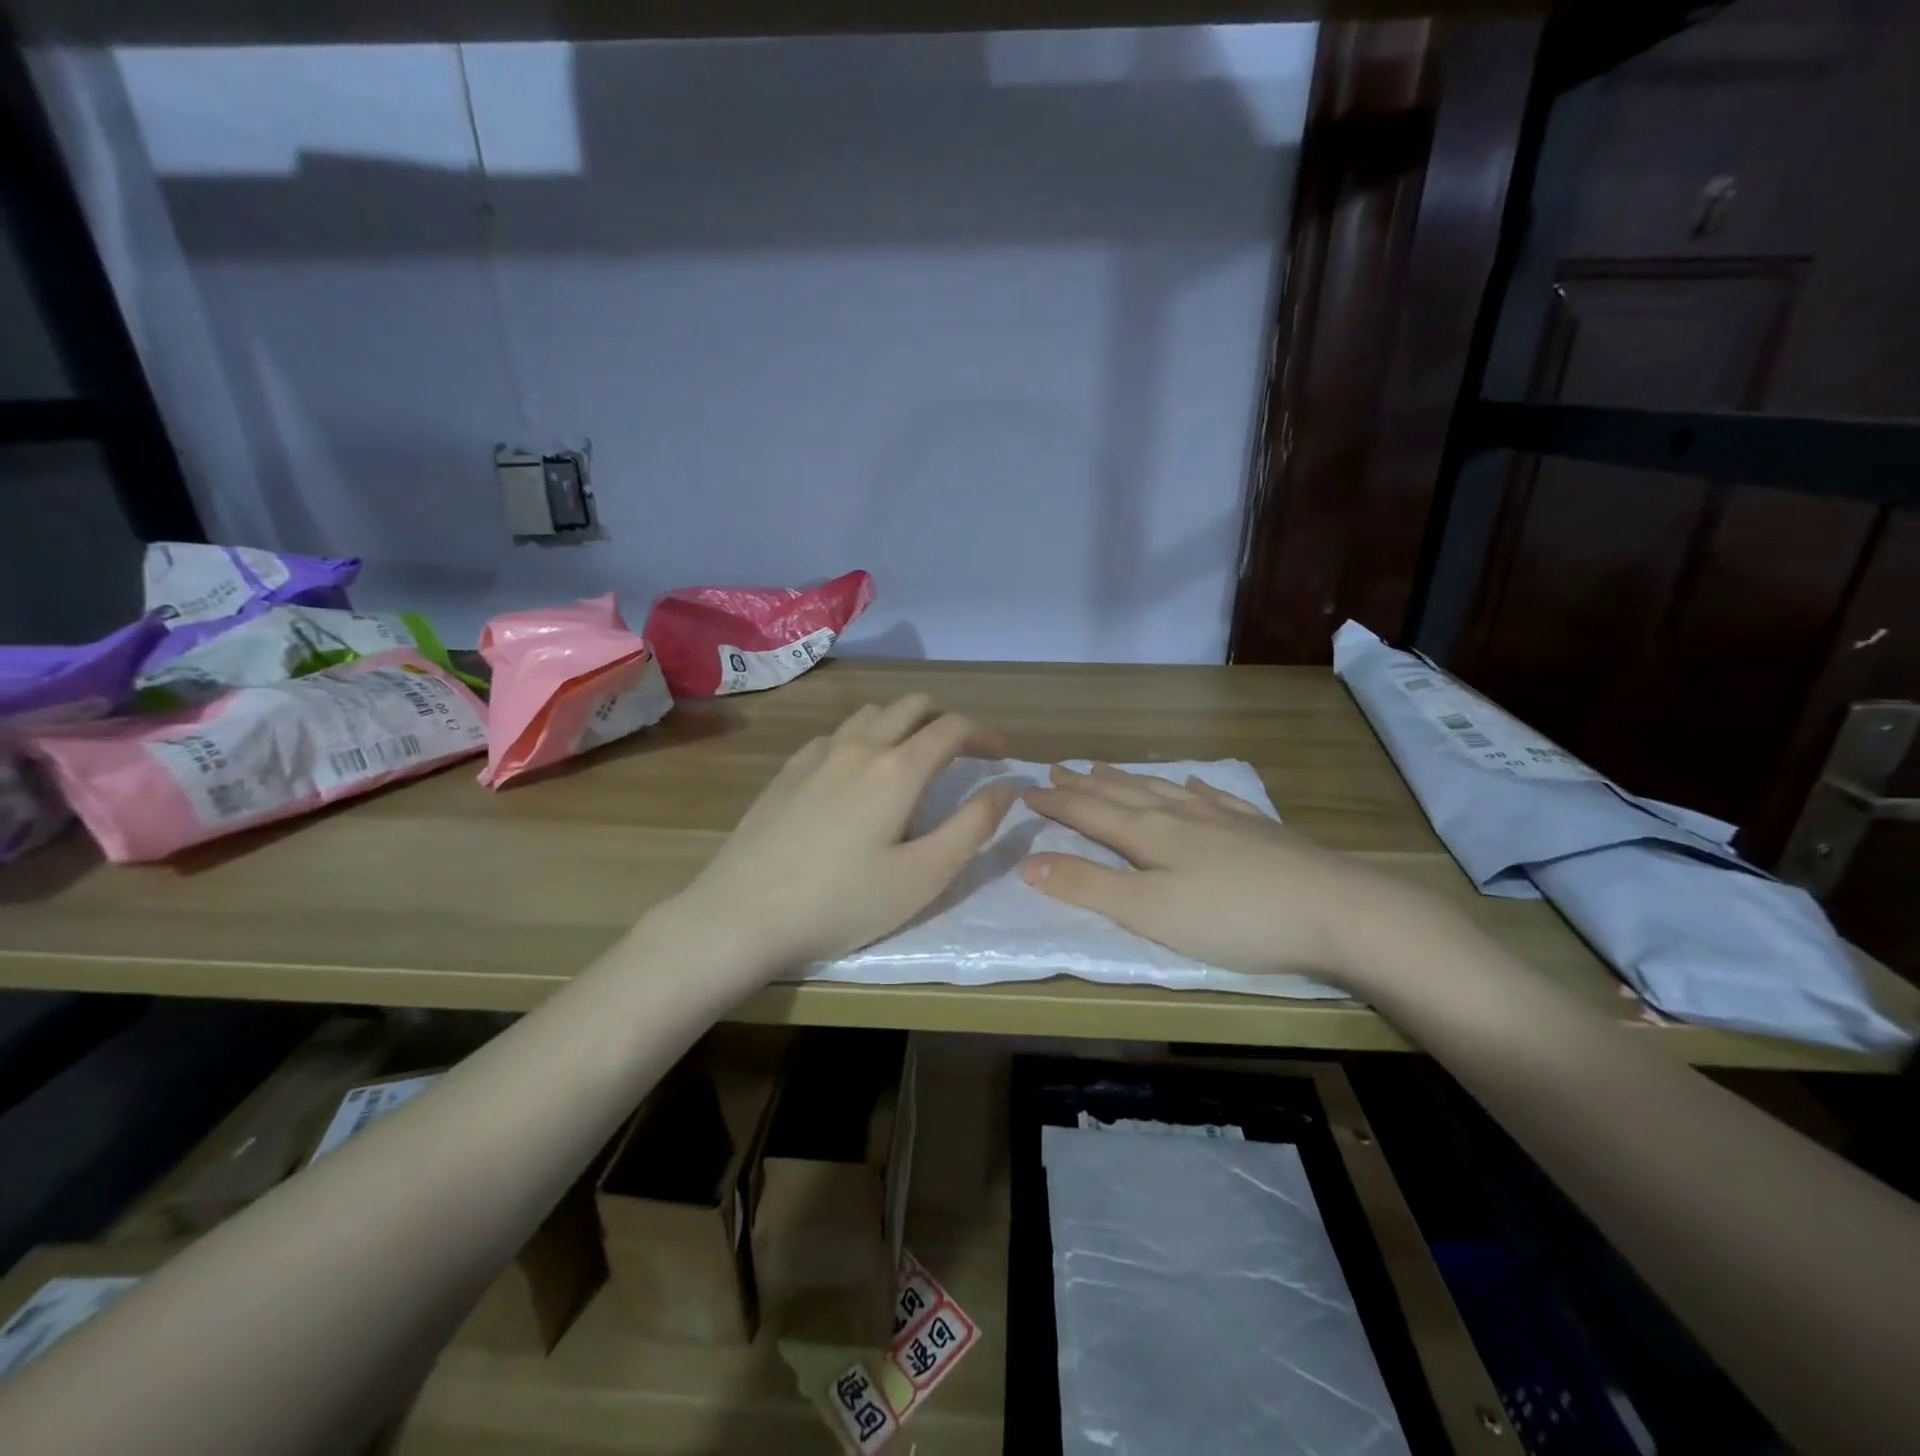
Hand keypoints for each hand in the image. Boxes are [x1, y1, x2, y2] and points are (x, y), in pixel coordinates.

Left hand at [667, 695, 1016, 978]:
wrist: (742, 914)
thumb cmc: (842, 902)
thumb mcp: (923, 876)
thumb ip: (973, 826)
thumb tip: (1007, 786)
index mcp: (897, 768)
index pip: (952, 727)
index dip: (985, 734)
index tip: (1002, 756)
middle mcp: (859, 745)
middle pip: (913, 706)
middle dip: (947, 721)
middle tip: (963, 755)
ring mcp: (817, 753)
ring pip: (872, 713)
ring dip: (904, 723)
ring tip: (914, 758)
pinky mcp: (788, 769)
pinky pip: (838, 733)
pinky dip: (865, 737)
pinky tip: (858, 772)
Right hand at [1021, 764, 1435, 988]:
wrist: (1336, 910)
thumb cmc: (1233, 919)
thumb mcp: (1149, 913)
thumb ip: (1089, 887)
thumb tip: (1027, 862)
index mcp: (1149, 835)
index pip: (1090, 813)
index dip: (1057, 803)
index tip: (1026, 790)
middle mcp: (1180, 816)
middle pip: (1122, 794)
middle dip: (1085, 784)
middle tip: (1057, 768)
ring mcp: (1222, 818)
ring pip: (1162, 790)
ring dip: (1128, 780)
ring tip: (1104, 768)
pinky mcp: (1258, 829)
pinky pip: (1212, 797)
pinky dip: (1192, 788)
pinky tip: (1192, 783)